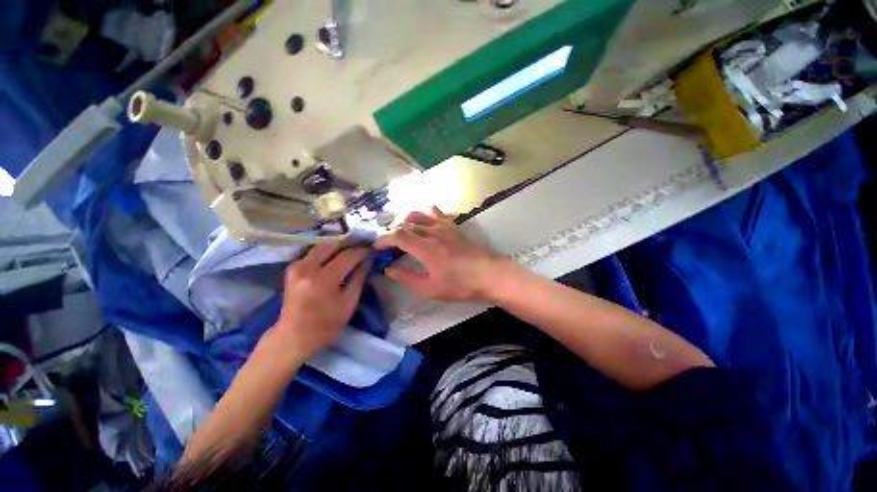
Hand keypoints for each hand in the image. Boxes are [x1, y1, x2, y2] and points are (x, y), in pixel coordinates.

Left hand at [271, 244, 369, 361]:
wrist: (293, 336)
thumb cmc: (326, 325)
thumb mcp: (349, 303)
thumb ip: (359, 278)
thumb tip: (367, 261)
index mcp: (323, 280)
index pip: (348, 256)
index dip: (362, 251)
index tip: (372, 249)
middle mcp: (308, 268)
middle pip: (333, 244)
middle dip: (350, 243)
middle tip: (362, 246)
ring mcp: (297, 266)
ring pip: (322, 245)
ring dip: (338, 245)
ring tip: (351, 249)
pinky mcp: (292, 268)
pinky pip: (313, 252)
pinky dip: (327, 251)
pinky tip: (335, 255)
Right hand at [375, 206, 508, 300]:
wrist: (489, 274)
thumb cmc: (460, 284)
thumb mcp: (431, 288)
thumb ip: (408, 278)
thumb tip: (389, 270)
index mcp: (425, 248)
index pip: (397, 236)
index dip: (383, 239)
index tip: (376, 246)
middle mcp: (432, 233)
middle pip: (406, 224)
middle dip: (392, 231)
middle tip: (387, 242)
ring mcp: (444, 228)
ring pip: (419, 215)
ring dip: (405, 220)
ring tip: (401, 229)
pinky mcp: (454, 227)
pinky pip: (438, 214)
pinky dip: (428, 213)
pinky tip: (425, 215)